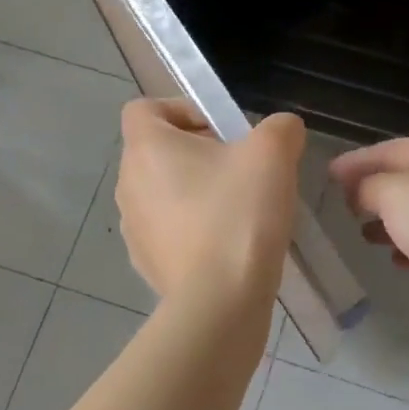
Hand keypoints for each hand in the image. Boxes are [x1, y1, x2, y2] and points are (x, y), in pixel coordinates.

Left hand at [116, 99, 303, 308]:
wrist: (220, 301)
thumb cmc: (238, 214)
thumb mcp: (273, 154)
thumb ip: (280, 127)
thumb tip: (281, 130)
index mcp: (146, 147)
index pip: (145, 108)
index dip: (182, 109)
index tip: (221, 131)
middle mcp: (128, 183)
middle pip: (158, 151)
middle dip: (198, 153)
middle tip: (241, 170)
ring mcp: (133, 227)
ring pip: (163, 192)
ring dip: (195, 192)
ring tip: (238, 210)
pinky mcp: (146, 263)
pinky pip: (168, 230)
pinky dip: (192, 229)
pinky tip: (228, 245)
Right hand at [329, 139, 408, 339]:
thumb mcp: (395, 195)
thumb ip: (369, 186)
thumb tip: (362, 190)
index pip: (393, 149)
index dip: (358, 160)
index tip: (328, 174)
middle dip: (375, 191)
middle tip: (344, 205)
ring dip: (392, 221)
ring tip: (364, 235)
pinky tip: (397, 261)